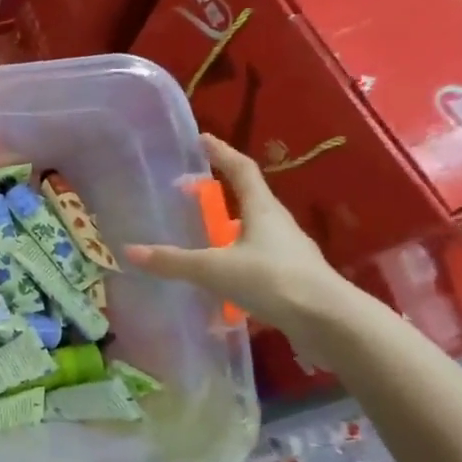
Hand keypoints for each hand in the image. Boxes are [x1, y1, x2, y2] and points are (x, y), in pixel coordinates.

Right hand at [126, 135, 352, 340]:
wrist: (331, 323)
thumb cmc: (273, 280)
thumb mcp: (215, 269)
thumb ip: (174, 262)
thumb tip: (130, 251)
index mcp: (262, 209)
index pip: (241, 169)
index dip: (221, 152)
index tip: (202, 139)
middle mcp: (277, 224)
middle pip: (247, 200)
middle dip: (218, 193)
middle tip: (188, 193)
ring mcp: (288, 253)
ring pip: (251, 233)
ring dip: (226, 231)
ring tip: (199, 238)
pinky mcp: (291, 280)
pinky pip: (256, 262)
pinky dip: (234, 263)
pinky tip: (219, 282)